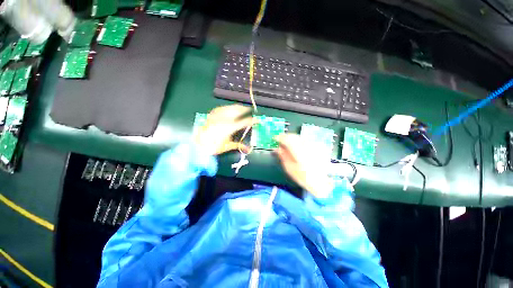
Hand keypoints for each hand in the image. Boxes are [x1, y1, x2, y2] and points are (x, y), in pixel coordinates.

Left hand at [194, 105, 253, 155]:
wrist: (197, 144)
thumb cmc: (213, 147)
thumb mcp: (227, 146)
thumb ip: (238, 145)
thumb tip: (248, 149)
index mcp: (229, 127)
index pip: (244, 122)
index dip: (252, 121)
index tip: (258, 120)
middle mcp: (224, 119)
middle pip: (237, 110)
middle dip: (245, 109)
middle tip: (249, 109)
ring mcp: (217, 115)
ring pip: (230, 107)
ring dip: (237, 107)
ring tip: (241, 108)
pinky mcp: (212, 114)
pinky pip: (222, 108)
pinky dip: (227, 108)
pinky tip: (228, 109)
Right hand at [275, 133, 333, 197]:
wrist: (319, 182)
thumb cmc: (302, 177)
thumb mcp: (289, 168)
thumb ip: (283, 156)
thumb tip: (277, 148)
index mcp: (299, 152)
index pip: (287, 139)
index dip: (280, 137)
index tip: (275, 138)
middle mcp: (307, 146)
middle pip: (294, 136)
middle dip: (286, 137)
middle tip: (280, 141)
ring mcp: (313, 146)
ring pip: (300, 137)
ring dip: (292, 139)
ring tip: (288, 144)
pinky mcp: (317, 147)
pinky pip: (305, 141)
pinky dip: (299, 141)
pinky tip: (297, 147)